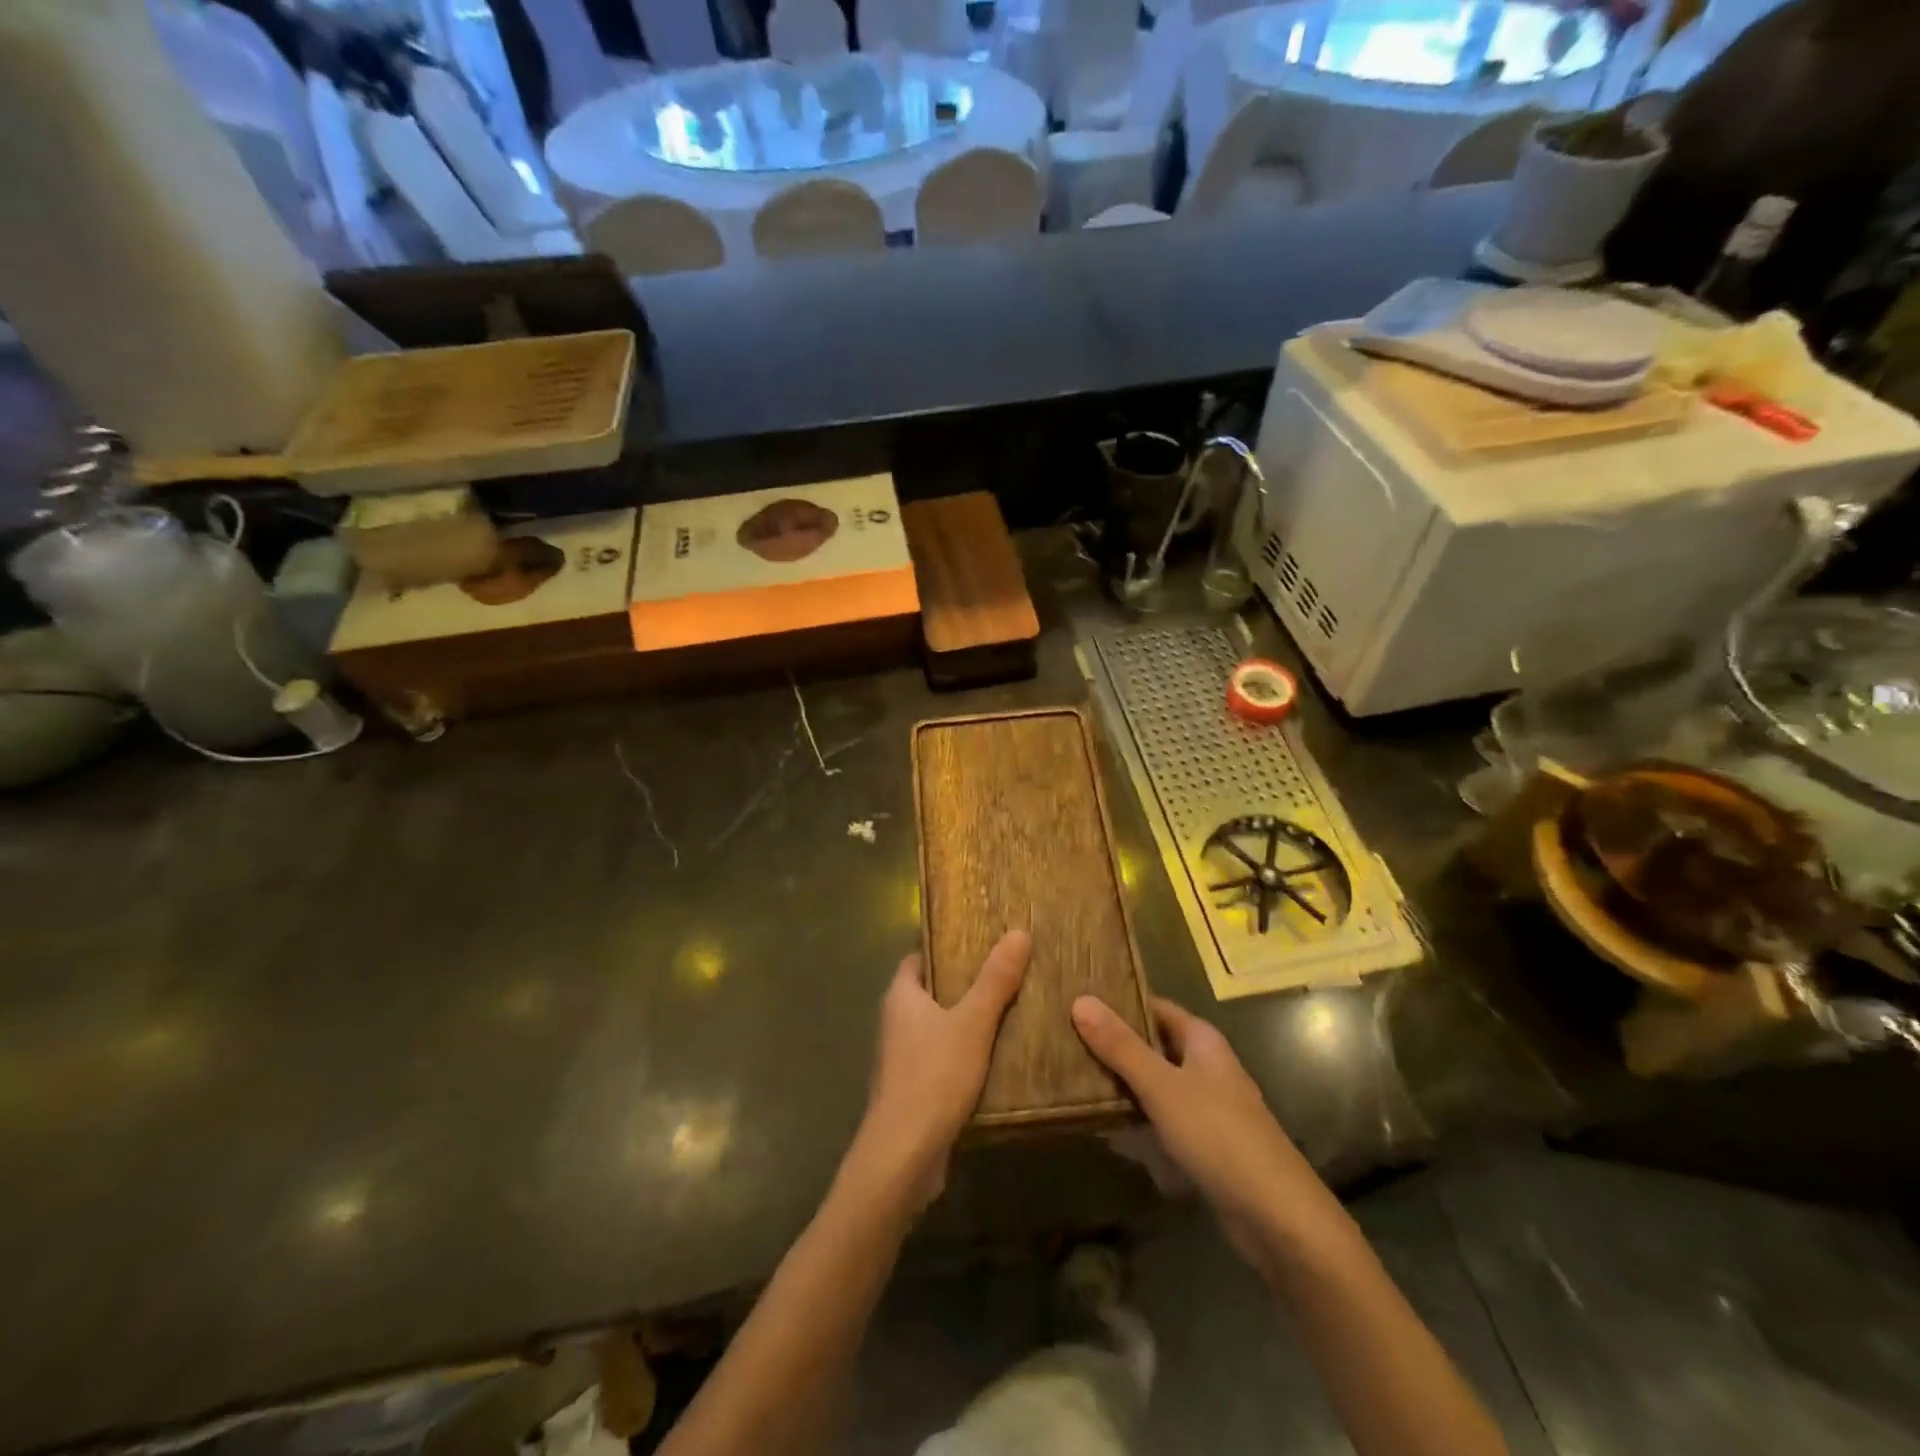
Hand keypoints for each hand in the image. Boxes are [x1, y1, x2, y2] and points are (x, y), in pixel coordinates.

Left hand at [850, 930, 1031, 1208]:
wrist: (904, 1154)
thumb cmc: (934, 1075)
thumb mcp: (973, 1022)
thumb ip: (995, 980)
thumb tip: (1018, 932)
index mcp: (900, 996)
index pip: (919, 957)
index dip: (945, 947)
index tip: (979, 941)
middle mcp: (895, 1021)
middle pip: (930, 990)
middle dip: (962, 983)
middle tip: (1004, 973)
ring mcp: (900, 1058)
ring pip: (936, 1026)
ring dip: (965, 1020)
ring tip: (1009, 1010)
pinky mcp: (912, 1088)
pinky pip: (940, 1058)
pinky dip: (963, 1053)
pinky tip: (995, 1058)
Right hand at [1072, 994, 1334, 1273]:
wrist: (1277, 1217)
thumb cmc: (1218, 1135)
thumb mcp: (1161, 1086)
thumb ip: (1120, 1046)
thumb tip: (1080, 1000)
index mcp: (1201, 1040)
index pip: (1153, 1006)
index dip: (1118, 1002)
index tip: (1076, 1000)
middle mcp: (1206, 1065)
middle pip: (1152, 1044)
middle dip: (1114, 1044)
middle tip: (1064, 1039)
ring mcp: (1206, 1106)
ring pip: (1155, 1083)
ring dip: (1122, 1083)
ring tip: (1072, 1077)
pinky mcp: (1204, 1143)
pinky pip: (1161, 1119)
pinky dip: (1136, 1118)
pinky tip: (1104, 1127)